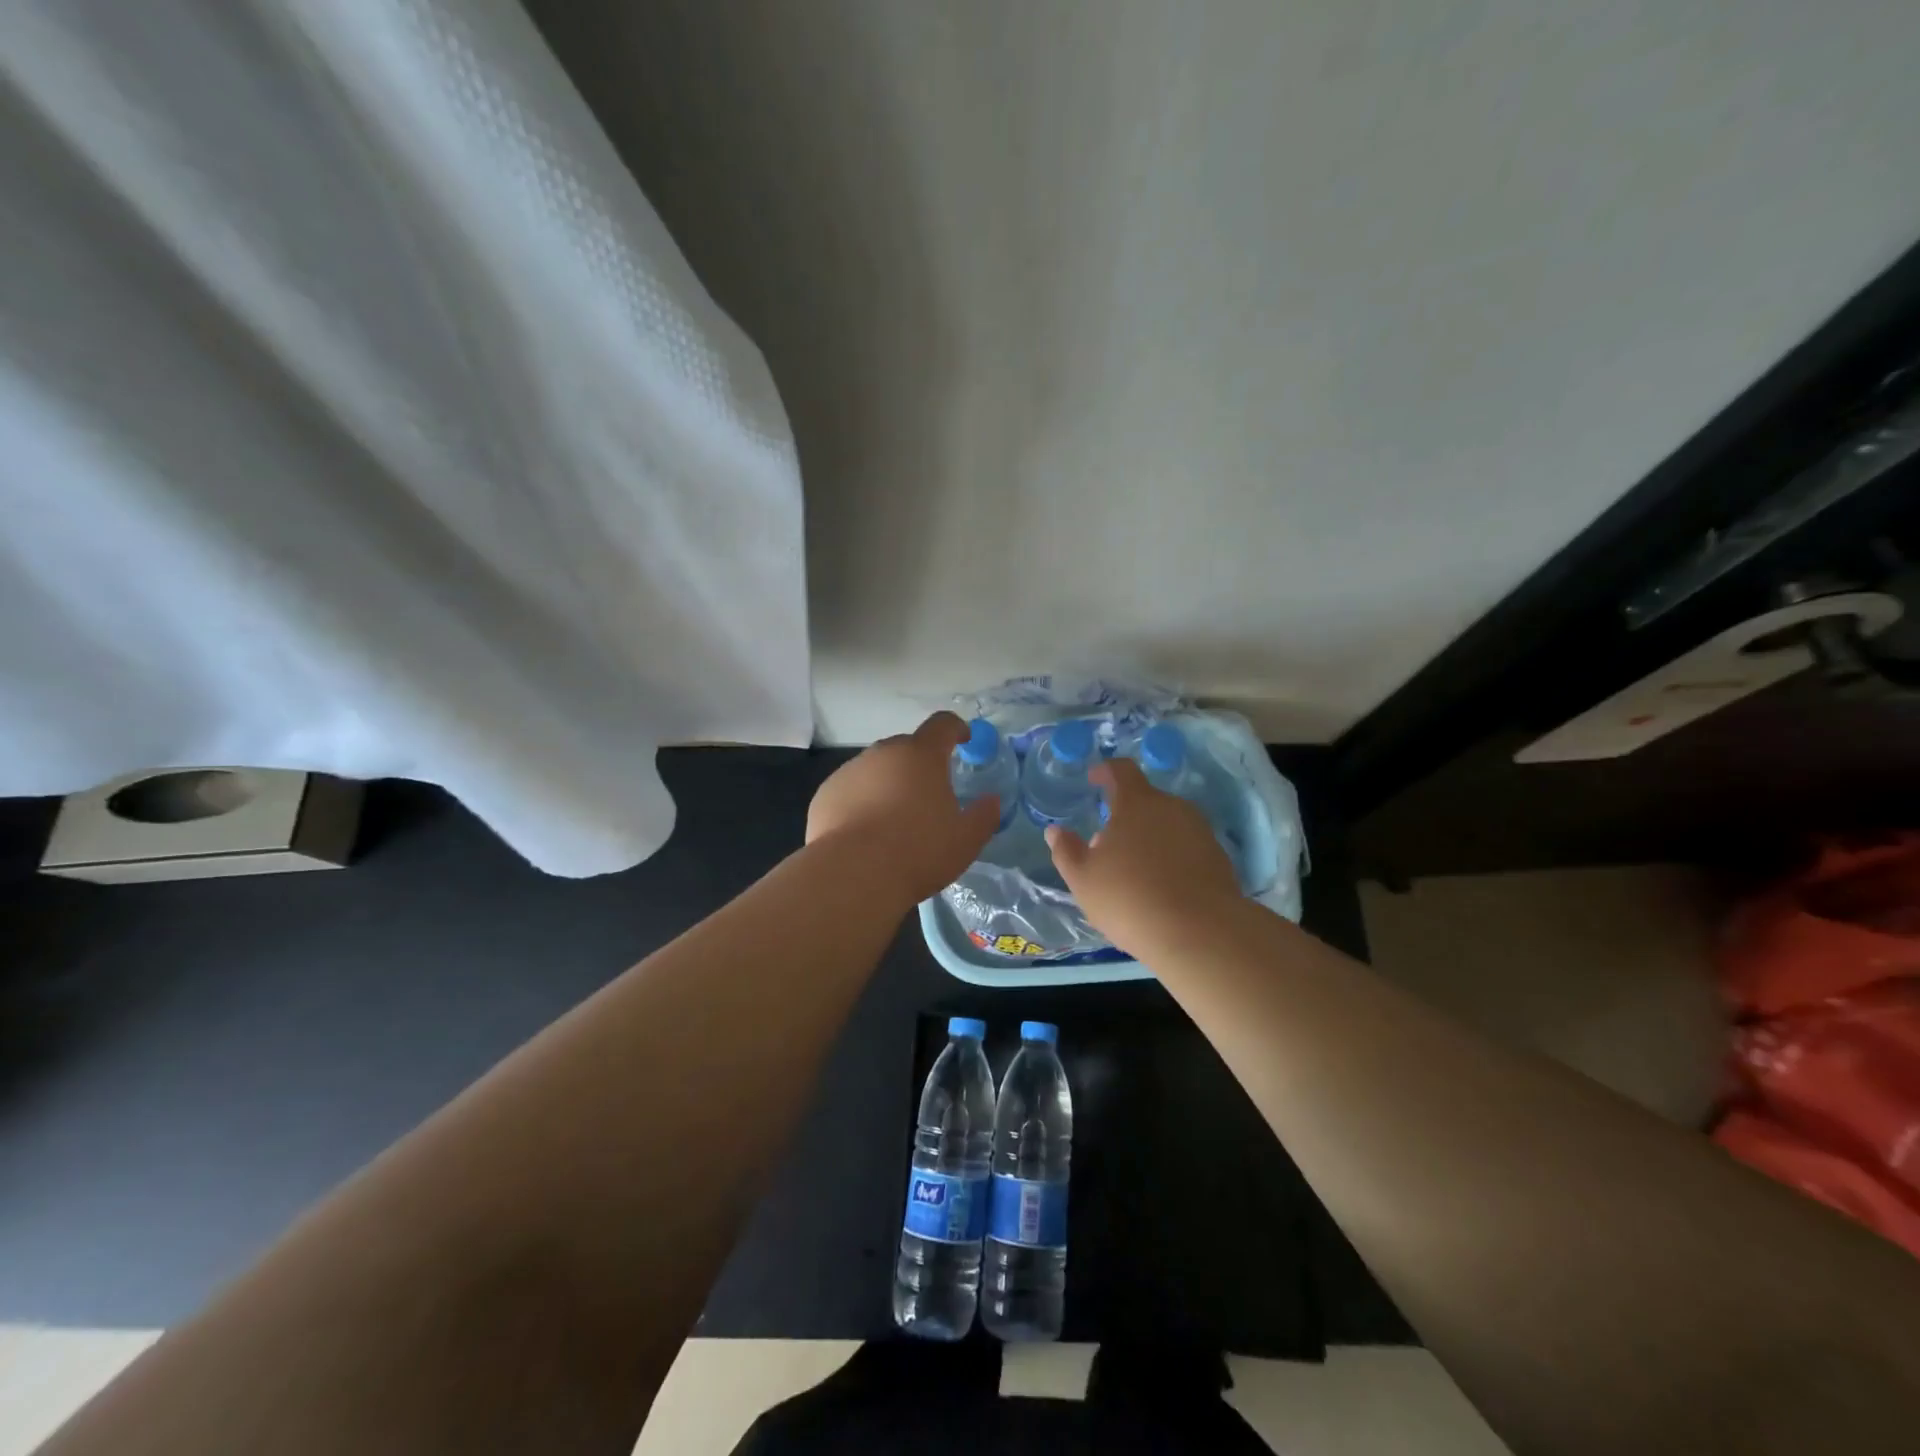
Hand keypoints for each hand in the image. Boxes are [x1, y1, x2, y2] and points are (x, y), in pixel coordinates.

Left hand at [806, 712, 998, 904]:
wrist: (853, 875)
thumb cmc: (918, 851)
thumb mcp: (966, 839)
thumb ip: (984, 815)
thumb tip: (991, 801)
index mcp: (921, 755)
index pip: (942, 725)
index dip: (956, 729)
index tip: (963, 740)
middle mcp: (884, 753)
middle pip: (907, 748)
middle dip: (920, 765)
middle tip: (930, 796)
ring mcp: (850, 771)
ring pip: (877, 770)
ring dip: (889, 784)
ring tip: (895, 821)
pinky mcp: (826, 794)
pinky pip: (852, 791)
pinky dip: (862, 802)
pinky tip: (866, 834)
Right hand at [1046, 758, 1240, 957]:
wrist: (1201, 933)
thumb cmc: (1130, 898)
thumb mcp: (1083, 879)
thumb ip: (1066, 851)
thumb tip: (1055, 831)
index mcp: (1137, 803)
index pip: (1121, 770)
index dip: (1105, 771)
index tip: (1094, 779)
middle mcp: (1172, 807)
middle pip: (1145, 800)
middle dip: (1125, 815)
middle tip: (1108, 844)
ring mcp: (1200, 831)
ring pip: (1167, 824)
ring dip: (1149, 837)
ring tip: (1135, 870)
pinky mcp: (1218, 857)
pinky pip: (1187, 846)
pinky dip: (1172, 857)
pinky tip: (1163, 887)